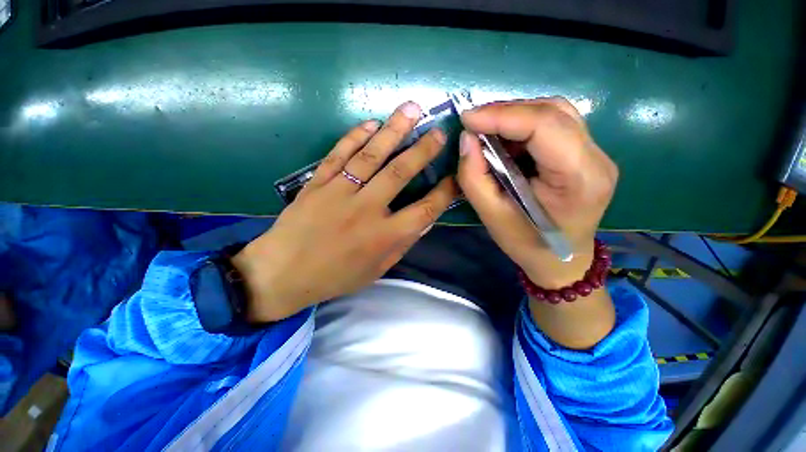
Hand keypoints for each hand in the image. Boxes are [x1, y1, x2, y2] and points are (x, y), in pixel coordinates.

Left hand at [233, 102, 457, 322]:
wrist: (283, 273)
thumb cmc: (335, 276)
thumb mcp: (377, 269)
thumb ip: (402, 244)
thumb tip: (425, 220)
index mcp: (384, 236)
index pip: (425, 210)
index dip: (444, 193)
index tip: (456, 178)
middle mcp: (366, 210)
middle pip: (400, 172)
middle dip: (423, 150)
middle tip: (439, 132)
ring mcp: (339, 192)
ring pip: (371, 156)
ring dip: (394, 131)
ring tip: (411, 110)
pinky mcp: (317, 183)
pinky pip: (339, 154)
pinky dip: (355, 136)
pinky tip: (371, 123)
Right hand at [457, 97, 617, 289]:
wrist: (561, 261)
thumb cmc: (526, 244)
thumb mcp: (492, 216)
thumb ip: (474, 177)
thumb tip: (467, 139)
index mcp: (579, 179)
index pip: (545, 126)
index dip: (502, 115)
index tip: (467, 119)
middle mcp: (597, 159)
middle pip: (553, 112)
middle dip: (506, 112)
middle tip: (474, 123)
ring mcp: (597, 154)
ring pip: (555, 113)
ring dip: (516, 116)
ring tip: (487, 129)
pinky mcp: (587, 154)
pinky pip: (555, 125)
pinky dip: (524, 125)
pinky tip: (506, 139)